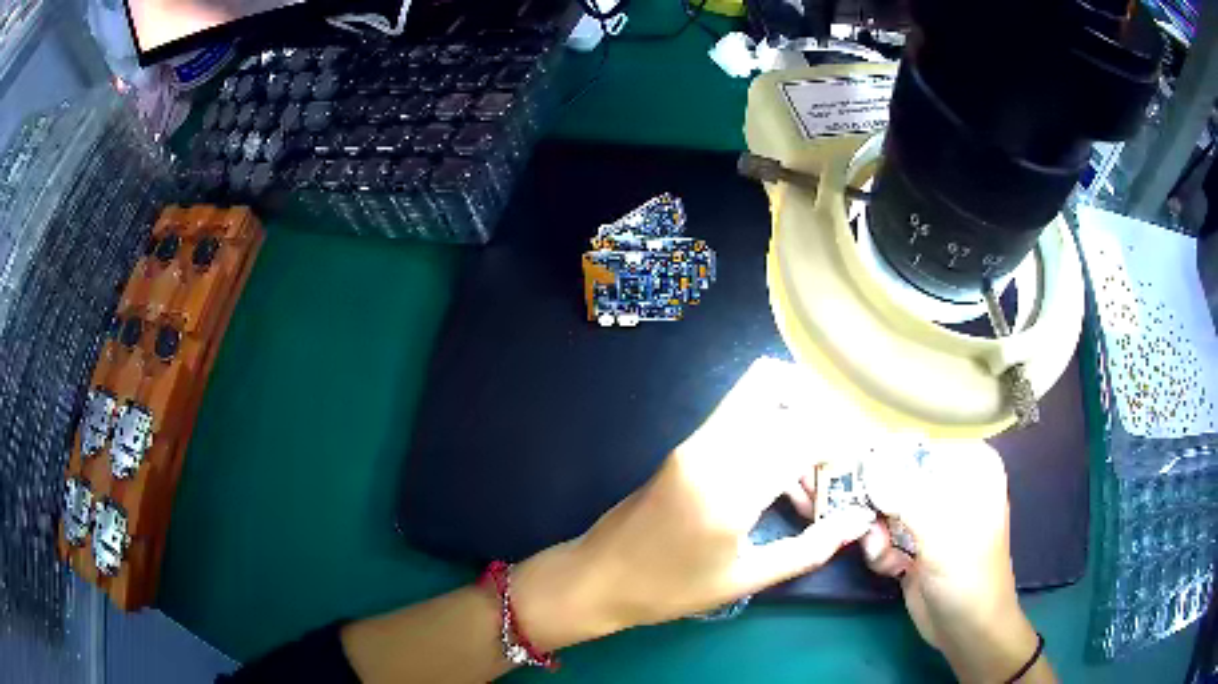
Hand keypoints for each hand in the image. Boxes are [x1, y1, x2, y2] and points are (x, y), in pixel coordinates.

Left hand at [512, 358, 876, 647]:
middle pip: (779, 388)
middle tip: (840, 461)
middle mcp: (712, 448)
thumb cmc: (668, 589)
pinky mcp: (687, 445)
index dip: (844, 439)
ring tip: (812, 482)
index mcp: (729, 488)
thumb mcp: (743, 579)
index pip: (804, 433)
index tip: (866, 457)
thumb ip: (808, 550)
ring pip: (759, 393)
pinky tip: (784, 482)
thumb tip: (857, 523)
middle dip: (822, 416)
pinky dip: (773, 432)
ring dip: (797, 419)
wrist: (598, 577)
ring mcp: (695, 441)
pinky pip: (742, 416)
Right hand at [859, 440, 1050, 682]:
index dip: (885, 455)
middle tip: (855, 515)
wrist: (967, 631)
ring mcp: (931, 515)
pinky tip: (891, 567)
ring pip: (884, 505)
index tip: (854, 470)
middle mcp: (950, 485)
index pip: (920, 444)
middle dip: (873, 498)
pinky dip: (878, 549)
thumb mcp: (942, 536)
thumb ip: (907, 498)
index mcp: (971, 469)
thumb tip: (870, 466)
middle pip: (898, 474)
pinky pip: (883, 532)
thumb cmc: (968, 578)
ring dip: (874, 530)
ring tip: (880, 551)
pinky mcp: (914, 542)